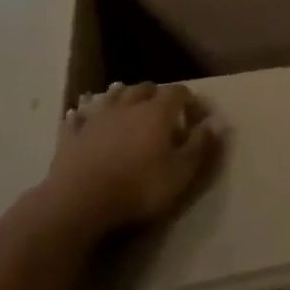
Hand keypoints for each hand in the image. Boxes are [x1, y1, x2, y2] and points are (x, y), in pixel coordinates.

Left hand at [46, 82, 219, 238]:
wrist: (81, 201)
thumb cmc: (139, 187)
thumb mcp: (181, 172)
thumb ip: (200, 145)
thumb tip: (216, 123)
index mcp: (157, 112)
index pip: (179, 92)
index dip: (191, 101)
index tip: (198, 117)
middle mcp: (128, 105)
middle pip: (145, 89)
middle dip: (158, 96)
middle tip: (165, 113)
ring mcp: (97, 117)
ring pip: (112, 95)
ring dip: (123, 97)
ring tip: (129, 107)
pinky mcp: (72, 134)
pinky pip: (79, 116)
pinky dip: (84, 114)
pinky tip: (81, 115)